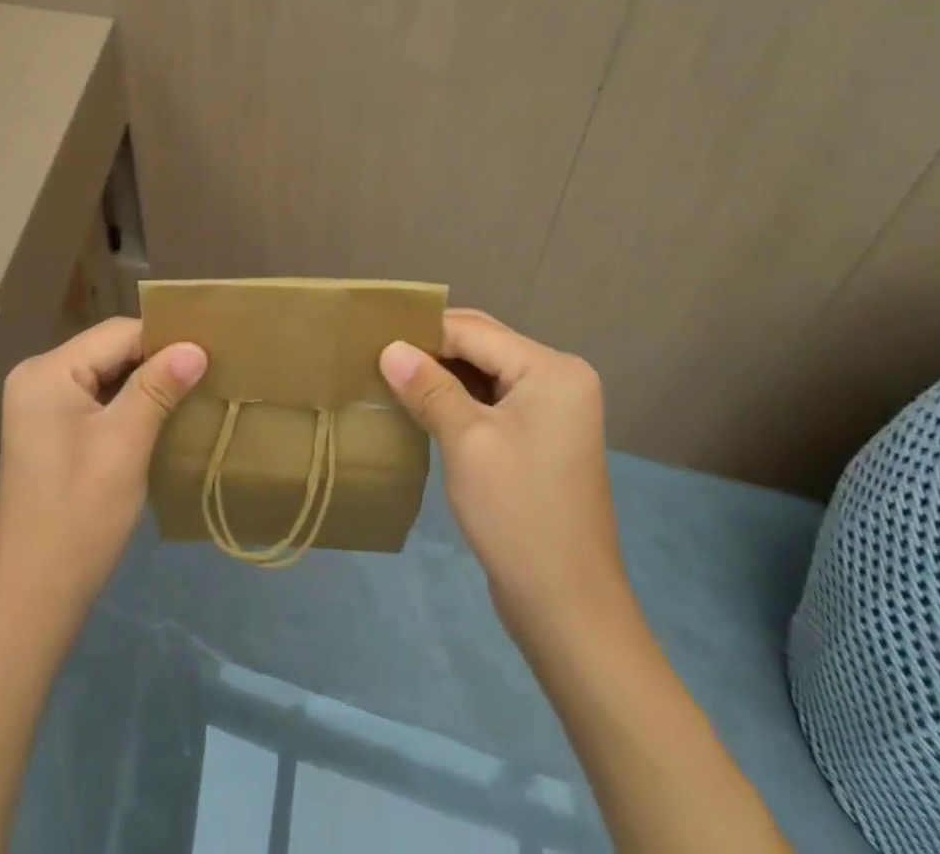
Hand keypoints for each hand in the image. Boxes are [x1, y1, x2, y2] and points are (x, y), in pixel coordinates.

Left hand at [0, 318, 205, 626]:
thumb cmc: (79, 516)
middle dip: (156, 363)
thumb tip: (196, 347)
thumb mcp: (125, 444)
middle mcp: (37, 378)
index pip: (117, 334)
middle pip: (110, 352)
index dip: (164, 340)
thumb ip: (158, 387)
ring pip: (106, 377)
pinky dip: (128, 406)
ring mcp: (40, 407)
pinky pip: (96, 401)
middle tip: (208, 372)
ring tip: (193, 392)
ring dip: (146, 385)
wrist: (33, 600)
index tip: (211, 353)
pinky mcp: (49, 433)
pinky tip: (161, 418)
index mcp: (47, 372)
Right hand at [379, 308, 629, 645]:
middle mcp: (559, 378)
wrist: (568, 608)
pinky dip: (457, 398)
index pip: (473, 331)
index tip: (371, 337)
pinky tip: (421, 405)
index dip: (421, 331)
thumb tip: (389, 348)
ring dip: (440, 373)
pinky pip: (492, 400)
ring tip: (389, 375)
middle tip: (376, 354)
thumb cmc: (518, 514)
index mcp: (551, 369)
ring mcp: (553, 409)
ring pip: (484, 372)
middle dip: (430, 348)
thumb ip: (428, 387)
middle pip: (482, 345)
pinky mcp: (541, 437)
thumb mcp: (466, 441)